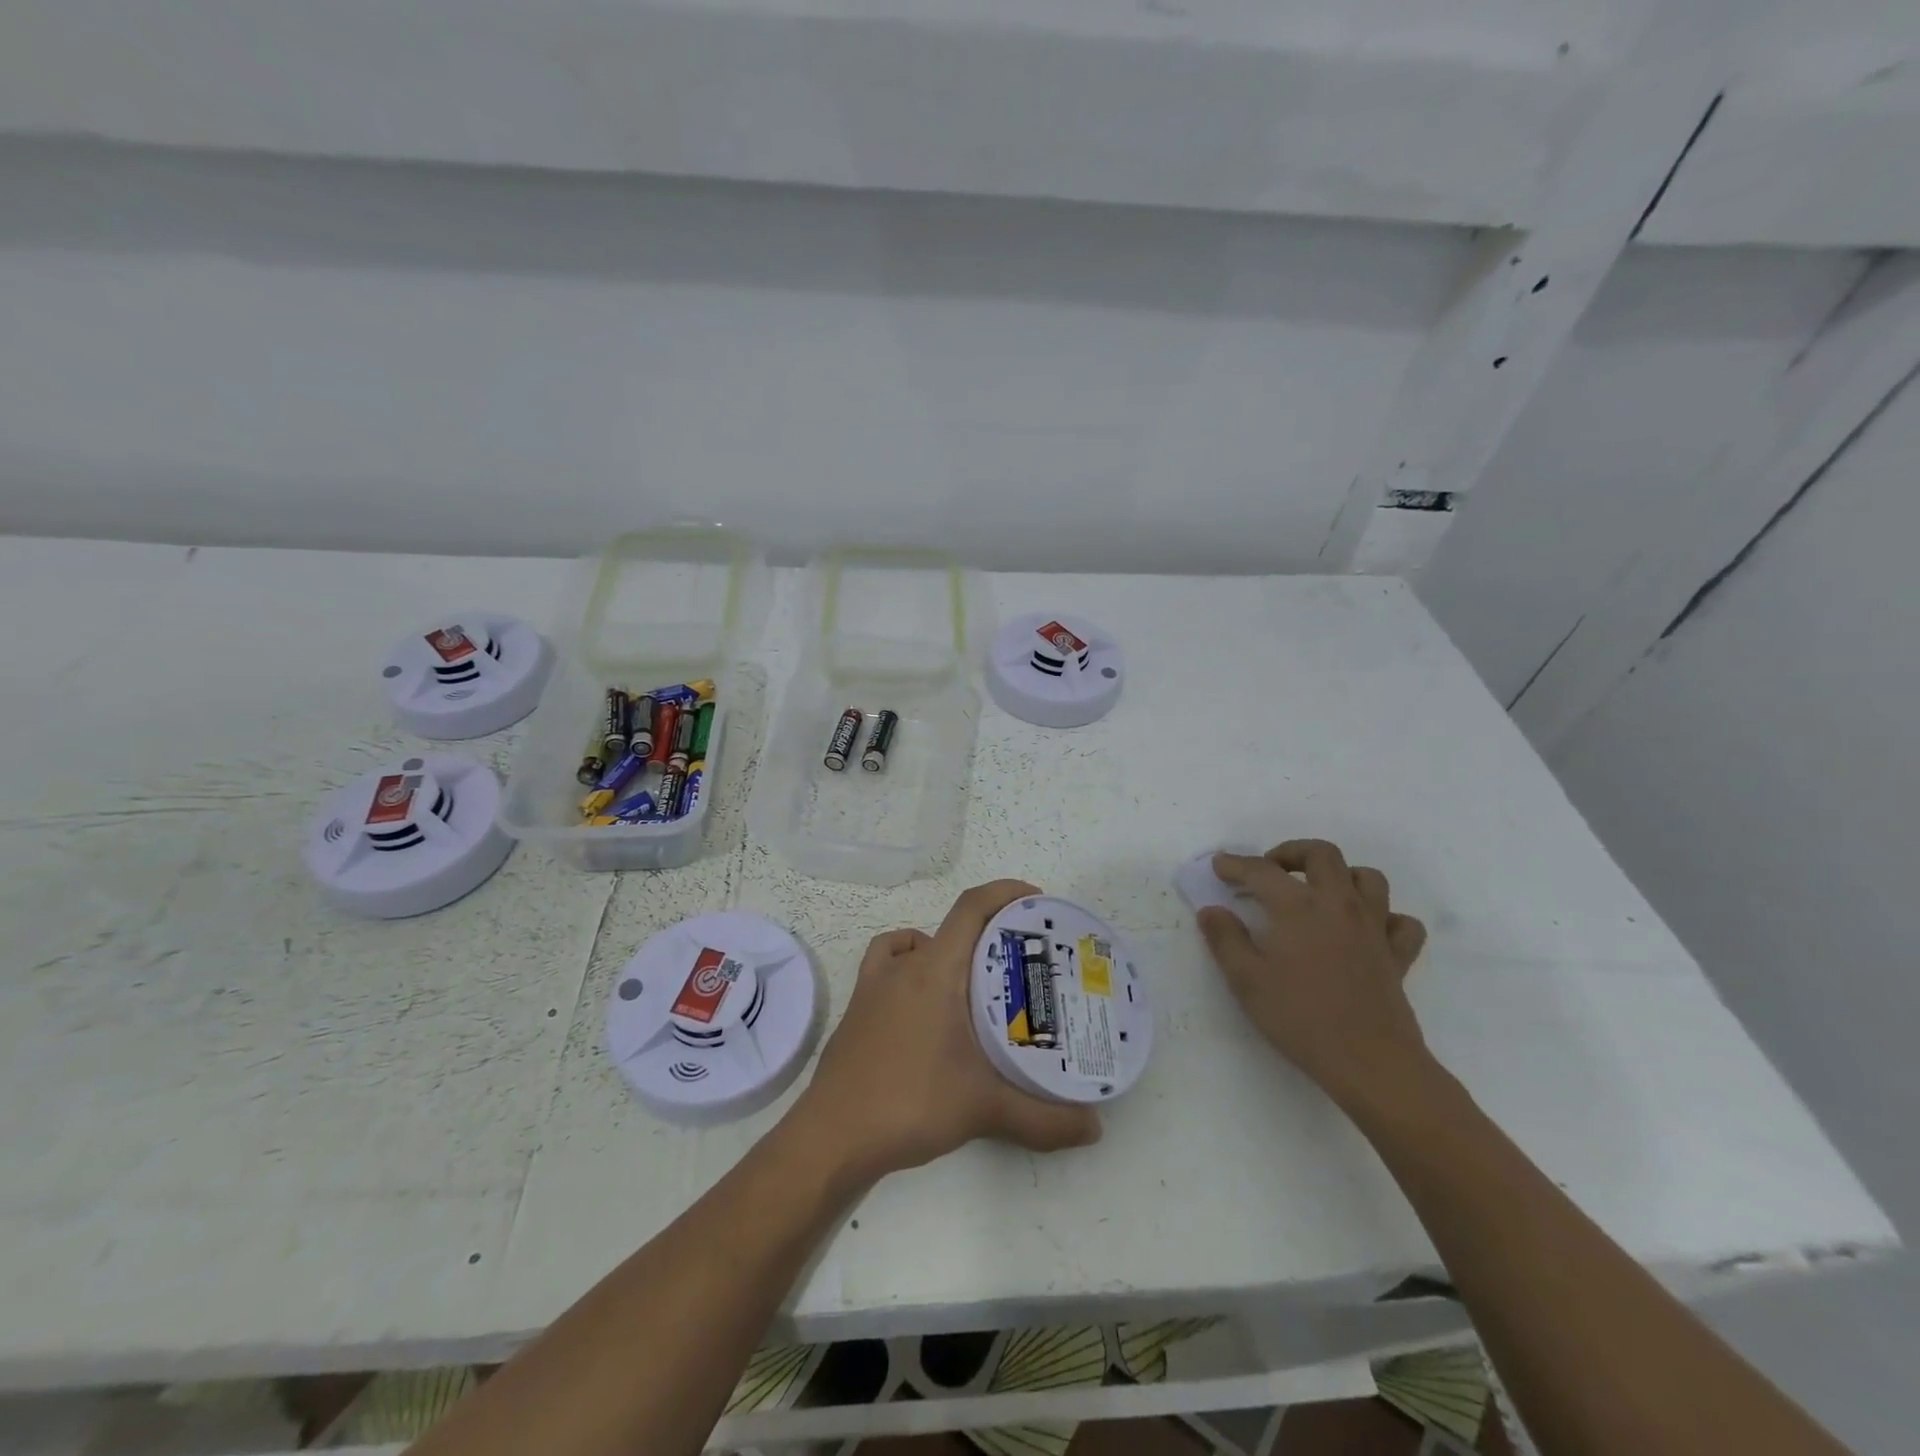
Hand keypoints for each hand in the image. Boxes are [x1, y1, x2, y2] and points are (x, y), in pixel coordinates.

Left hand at [793, 880, 1101, 1184]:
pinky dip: (907, 967)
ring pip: (913, 944)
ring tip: (971, 980)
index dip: (1004, 892)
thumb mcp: (985, 1109)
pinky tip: (923, 1002)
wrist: (834, 1136)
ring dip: (944, 949)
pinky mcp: (858, 1009)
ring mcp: (874, 985)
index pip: (971, 908)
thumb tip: (1095, 1128)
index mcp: (935, 970)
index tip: (1036, 899)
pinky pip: (886, 966)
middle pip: (949, 926)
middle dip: (987, 931)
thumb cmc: (911, 1103)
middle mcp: (903, 966)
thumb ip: (1045, 1119)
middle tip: (1020, 958)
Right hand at [1197, 839, 1429, 1109]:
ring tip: (1318, 892)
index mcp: (1298, 906)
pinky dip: (1384, 917)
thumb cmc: (1300, 1017)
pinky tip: (1365, 931)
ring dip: (1341, 876)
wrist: (1370, 1061)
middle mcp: (1339, 904)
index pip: (1261, 871)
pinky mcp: (1398, 955)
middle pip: (1322, 854)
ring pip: (1367, 878)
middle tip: (1270, 870)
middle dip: (1292, 853)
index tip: (1219, 865)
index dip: (1236, 864)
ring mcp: (1374, 927)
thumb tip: (1211, 910)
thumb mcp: (1246, 980)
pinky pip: (1400, 922)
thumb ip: (1225, 939)